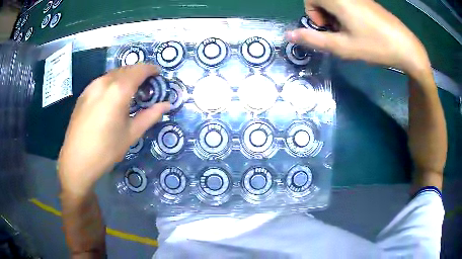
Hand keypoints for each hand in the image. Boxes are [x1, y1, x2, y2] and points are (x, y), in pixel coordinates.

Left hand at [58, 64, 169, 196]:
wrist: (76, 160)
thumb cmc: (106, 150)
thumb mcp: (131, 134)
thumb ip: (150, 116)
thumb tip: (166, 105)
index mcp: (118, 90)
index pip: (139, 69)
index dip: (151, 69)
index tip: (158, 75)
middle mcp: (104, 82)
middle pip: (126, 69)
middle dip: (139, 73)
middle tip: (146, 86)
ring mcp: (91, 86)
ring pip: (113, 73)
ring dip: (125, 77)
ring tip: (129, 92)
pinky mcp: (84, 93)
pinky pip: (102, 81)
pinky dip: (112, 82)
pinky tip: (112, 98)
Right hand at [286, 0, 431, 78]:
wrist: (406, 47)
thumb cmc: (376, 46)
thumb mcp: (343, 47)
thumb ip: (314, 40)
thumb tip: (288, 35)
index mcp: (338, 0)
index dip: (313, 14)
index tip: (328, 29)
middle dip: (323, 14)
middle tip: (338, 32)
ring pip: (333, 1)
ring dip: (335, 15)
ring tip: (350, 31)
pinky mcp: (366, 1)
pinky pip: (347, 2)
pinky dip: (346, 13)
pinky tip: (359, 27)